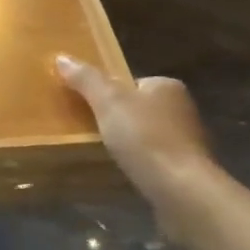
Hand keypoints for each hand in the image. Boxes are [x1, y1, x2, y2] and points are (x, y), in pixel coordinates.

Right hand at [56, 55, 221, 222]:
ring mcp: (187, 142)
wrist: (183, 192)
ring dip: (129, 143)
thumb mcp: (108, 101)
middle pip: (138, 108)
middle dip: (118, 119)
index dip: (108, 92)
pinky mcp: (187, 170)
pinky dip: (140, 163)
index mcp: (167, 86)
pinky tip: (127, 172)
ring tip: (105, 154)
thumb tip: (62, 57)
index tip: (89, 107)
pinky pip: (155, 160)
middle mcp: (182, 109)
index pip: (131, 82)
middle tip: (91, 131)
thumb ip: (86, 79)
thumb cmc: (145, 138)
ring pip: (147, 135)